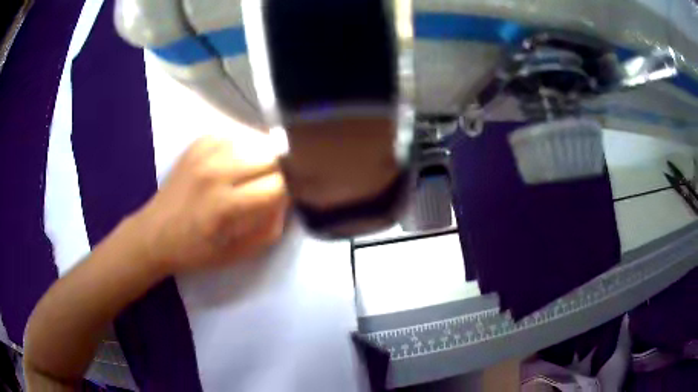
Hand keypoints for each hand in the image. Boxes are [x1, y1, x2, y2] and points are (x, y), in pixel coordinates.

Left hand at [134, 136, 287, 274]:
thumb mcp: (237, 254)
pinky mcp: (198, 143)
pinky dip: (244, 145)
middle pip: (270, 156)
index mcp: (224, 206)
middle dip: (279, 172)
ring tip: (257, 171)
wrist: (154, 233)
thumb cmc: (195, 250)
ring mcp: (205, 153)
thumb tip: (286, 201)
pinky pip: (235, 133)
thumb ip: (269, 229)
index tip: (282, 200)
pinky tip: (239, 159)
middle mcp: (215, 172)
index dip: (287, 192)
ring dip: (264, 156)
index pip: (277, 184)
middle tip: (271, 185)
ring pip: (256, 140)